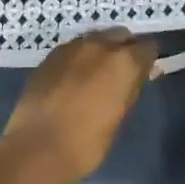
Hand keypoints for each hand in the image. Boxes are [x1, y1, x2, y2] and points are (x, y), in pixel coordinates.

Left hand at [0, 29, 156, 183]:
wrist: (37, 148)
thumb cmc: (87, 142)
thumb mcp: (119, 117)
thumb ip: (131, 89)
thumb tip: (142, 74)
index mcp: (123, 62)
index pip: (147, 47)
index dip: (147, 60)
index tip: (145, 72)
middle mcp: (99, 45)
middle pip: (120, 35)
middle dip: (124, 48)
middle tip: (121, 72)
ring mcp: (71, 48)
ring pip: (94, 38)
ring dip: (100, 50)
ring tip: (96, 74)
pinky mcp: (50, 56)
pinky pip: (73, 49)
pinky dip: (78, 58)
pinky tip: (73, 77)